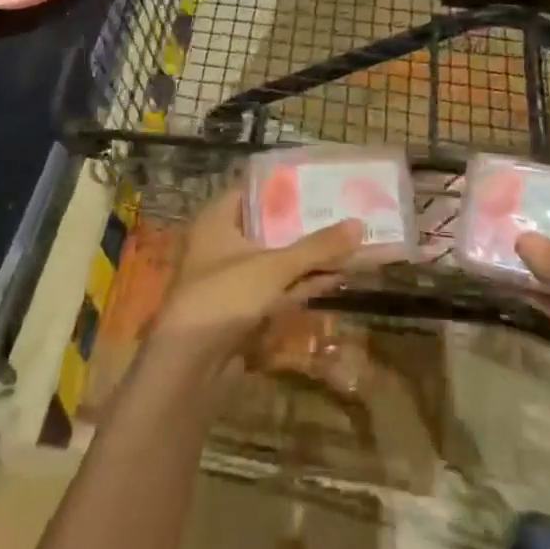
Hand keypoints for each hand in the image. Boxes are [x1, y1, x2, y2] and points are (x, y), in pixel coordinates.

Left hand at [152, 186, 367, 368]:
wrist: (189, 369)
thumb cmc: (224, 297)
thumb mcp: (274, 267)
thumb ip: (317, 247)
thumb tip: (360, 224)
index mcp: (217, 219)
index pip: (254, 190)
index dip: (287, 186)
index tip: (321, 179)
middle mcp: (222, 243)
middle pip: (269, 226)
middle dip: (305, 223)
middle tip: (343, 209)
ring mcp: (232, 279)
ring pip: (276, 259)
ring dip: (309, 256)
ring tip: (350, 242)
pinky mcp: (241, 309)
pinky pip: (277, 287)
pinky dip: (301, 282)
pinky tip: (335, 276)